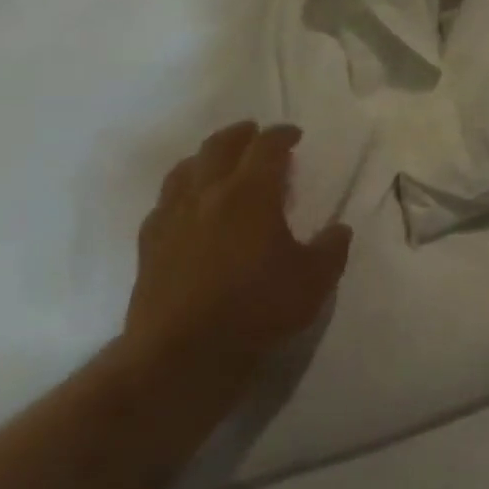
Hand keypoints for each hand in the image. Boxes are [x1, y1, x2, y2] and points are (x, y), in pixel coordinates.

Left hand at [124, 122, 351, 401]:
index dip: (282, 135)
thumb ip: (331, 248)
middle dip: (241, 134)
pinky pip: (164, 202)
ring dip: (206, 157)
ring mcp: (172, 217)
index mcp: (251, 193)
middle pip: (220, 147)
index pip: (266, 147)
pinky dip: (181, 191)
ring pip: (185, 169)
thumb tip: (339, 230)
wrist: (182, 354)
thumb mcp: (315, 280)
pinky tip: (188, 206)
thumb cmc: (257, 309)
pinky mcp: (149, 244)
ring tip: (219, 161)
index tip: (294, 134)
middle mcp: (208, 194)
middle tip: (256, 134)